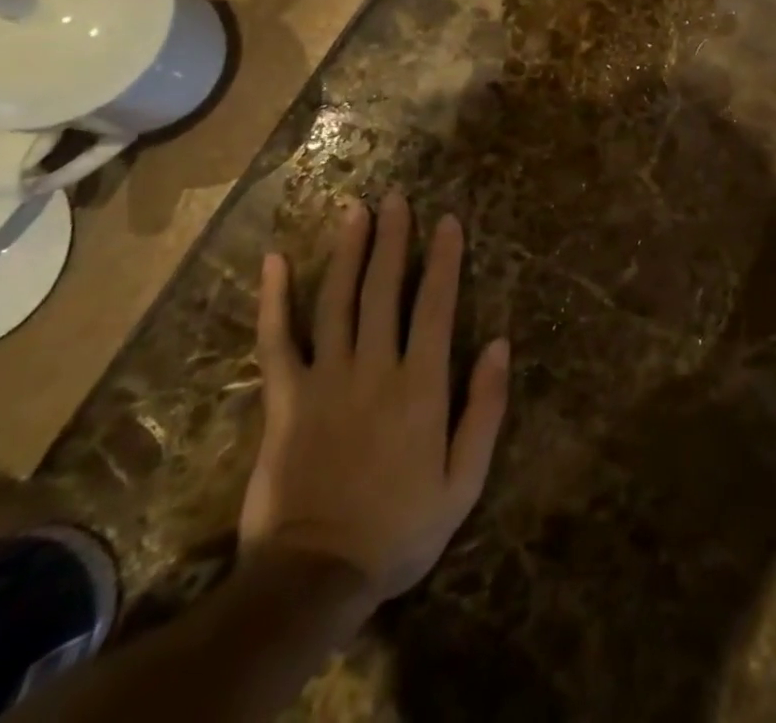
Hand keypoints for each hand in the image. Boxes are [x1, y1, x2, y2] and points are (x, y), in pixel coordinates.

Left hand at [241, 192, 510, 608]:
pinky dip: (275, 299)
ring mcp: (325, 379)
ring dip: (348, 251)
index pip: (436, 305)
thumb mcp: (464, 480)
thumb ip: (485, 408)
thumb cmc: (401, 528)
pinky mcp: (284, 399)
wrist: (315, 578)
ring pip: (338, 301)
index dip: (444, 259)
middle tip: (396, 197)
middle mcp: (374, 367)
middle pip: (385, 289)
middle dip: (393, 238)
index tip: (448, 221)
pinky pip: (277, 340)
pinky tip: (274, 261)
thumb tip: (501, 343)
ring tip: (355, 210)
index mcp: (421, 384)